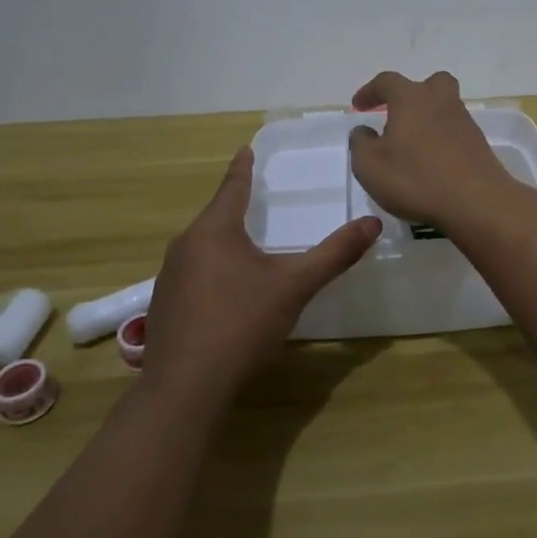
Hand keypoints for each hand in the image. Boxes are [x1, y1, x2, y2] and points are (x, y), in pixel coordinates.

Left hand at [143, 146, 379, 406]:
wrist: (186, 388)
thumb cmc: (242, 325)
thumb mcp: (295, 286)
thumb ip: (334, 254)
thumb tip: (373, 223)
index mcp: (215, 231)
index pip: (232, 187)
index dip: (242, 168)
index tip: (245, 149)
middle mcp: (185, 245)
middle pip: (214, 217)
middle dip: (234, 208)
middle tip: (255, 199)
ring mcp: (168, 277)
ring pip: (201, 247)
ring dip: (223, 242)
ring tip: (246, 246)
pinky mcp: (163, 307)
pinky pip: (192, 274)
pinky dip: (211, 271)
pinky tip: (225, 294)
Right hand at [346, 70, 516, 228]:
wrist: (476, 202)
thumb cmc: (415, 179)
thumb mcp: (369, 165)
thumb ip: (360, 143)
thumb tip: (364, 131)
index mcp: (411, 98)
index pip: (387, 82)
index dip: (370, 91)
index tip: (358, 107)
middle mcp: (441, 101)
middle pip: (429, 84)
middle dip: (411, 94)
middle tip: (397, 115)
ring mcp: (464, 122)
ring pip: (444, 108)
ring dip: (427, 119)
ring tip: (411, 146)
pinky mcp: (478, 144)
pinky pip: (454, 132)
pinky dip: (441, 140)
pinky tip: (431, 162)